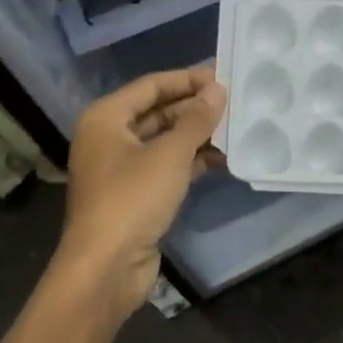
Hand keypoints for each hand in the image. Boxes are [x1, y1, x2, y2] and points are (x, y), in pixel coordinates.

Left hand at [60, 68, 225, 320]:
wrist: (106, 267)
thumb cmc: (132, 199)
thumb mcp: (170, 154)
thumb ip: (196, 119)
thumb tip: (217, 90)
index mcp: (107, 118)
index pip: (151, 85)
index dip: (187, 79)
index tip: (223, 75)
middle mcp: (110, 138)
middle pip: (158, 112)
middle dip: (195, 108)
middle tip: (235, 103)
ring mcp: (122, 168)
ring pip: (165, 141)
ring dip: (197, 136)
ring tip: (236, 129)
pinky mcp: (136, 194)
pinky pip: (167, 166)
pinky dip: (192, 161)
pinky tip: (224, 160)